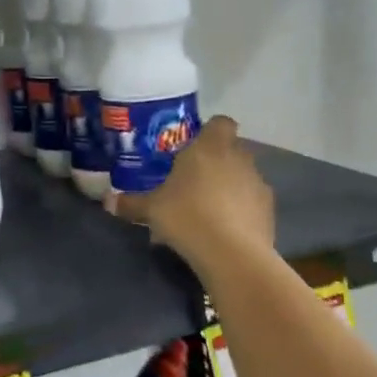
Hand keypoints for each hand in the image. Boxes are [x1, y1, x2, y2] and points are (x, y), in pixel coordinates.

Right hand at [107, 116, 274, 272]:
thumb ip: (131, 203)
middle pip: (231, 149)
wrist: (231, 254)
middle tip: (193, 180)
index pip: (219, 122)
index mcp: (210, 147)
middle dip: (216, 161)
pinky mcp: (270, 211)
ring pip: (243, 176)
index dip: (209, 131)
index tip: (193, 147)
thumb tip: (107, 202)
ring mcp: (258, 183)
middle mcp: (238, 158)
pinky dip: (242, 209)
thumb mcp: (151, 209)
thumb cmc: (187, 216)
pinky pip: (252, 202)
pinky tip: (225, 228)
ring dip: (230, 186)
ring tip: (209, 209)